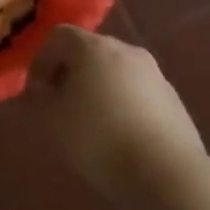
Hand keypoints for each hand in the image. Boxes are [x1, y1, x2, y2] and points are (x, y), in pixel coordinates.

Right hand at [27, 26, 206, 200]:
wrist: (168, 174)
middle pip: (88, 50)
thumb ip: (37, 100)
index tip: (36, 91)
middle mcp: (126, 51)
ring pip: (115, 71)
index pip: (58, 36)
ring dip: (97, 89)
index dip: (40, 60)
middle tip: (59, 105)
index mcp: (93, 48)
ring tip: (89, 123)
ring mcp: (155, 74)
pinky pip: (137, 92)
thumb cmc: (99, 139)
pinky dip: (122, 104)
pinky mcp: (173, 99)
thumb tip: (40, 91)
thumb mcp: (50, 122)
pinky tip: (118, 135)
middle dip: (70, 73)